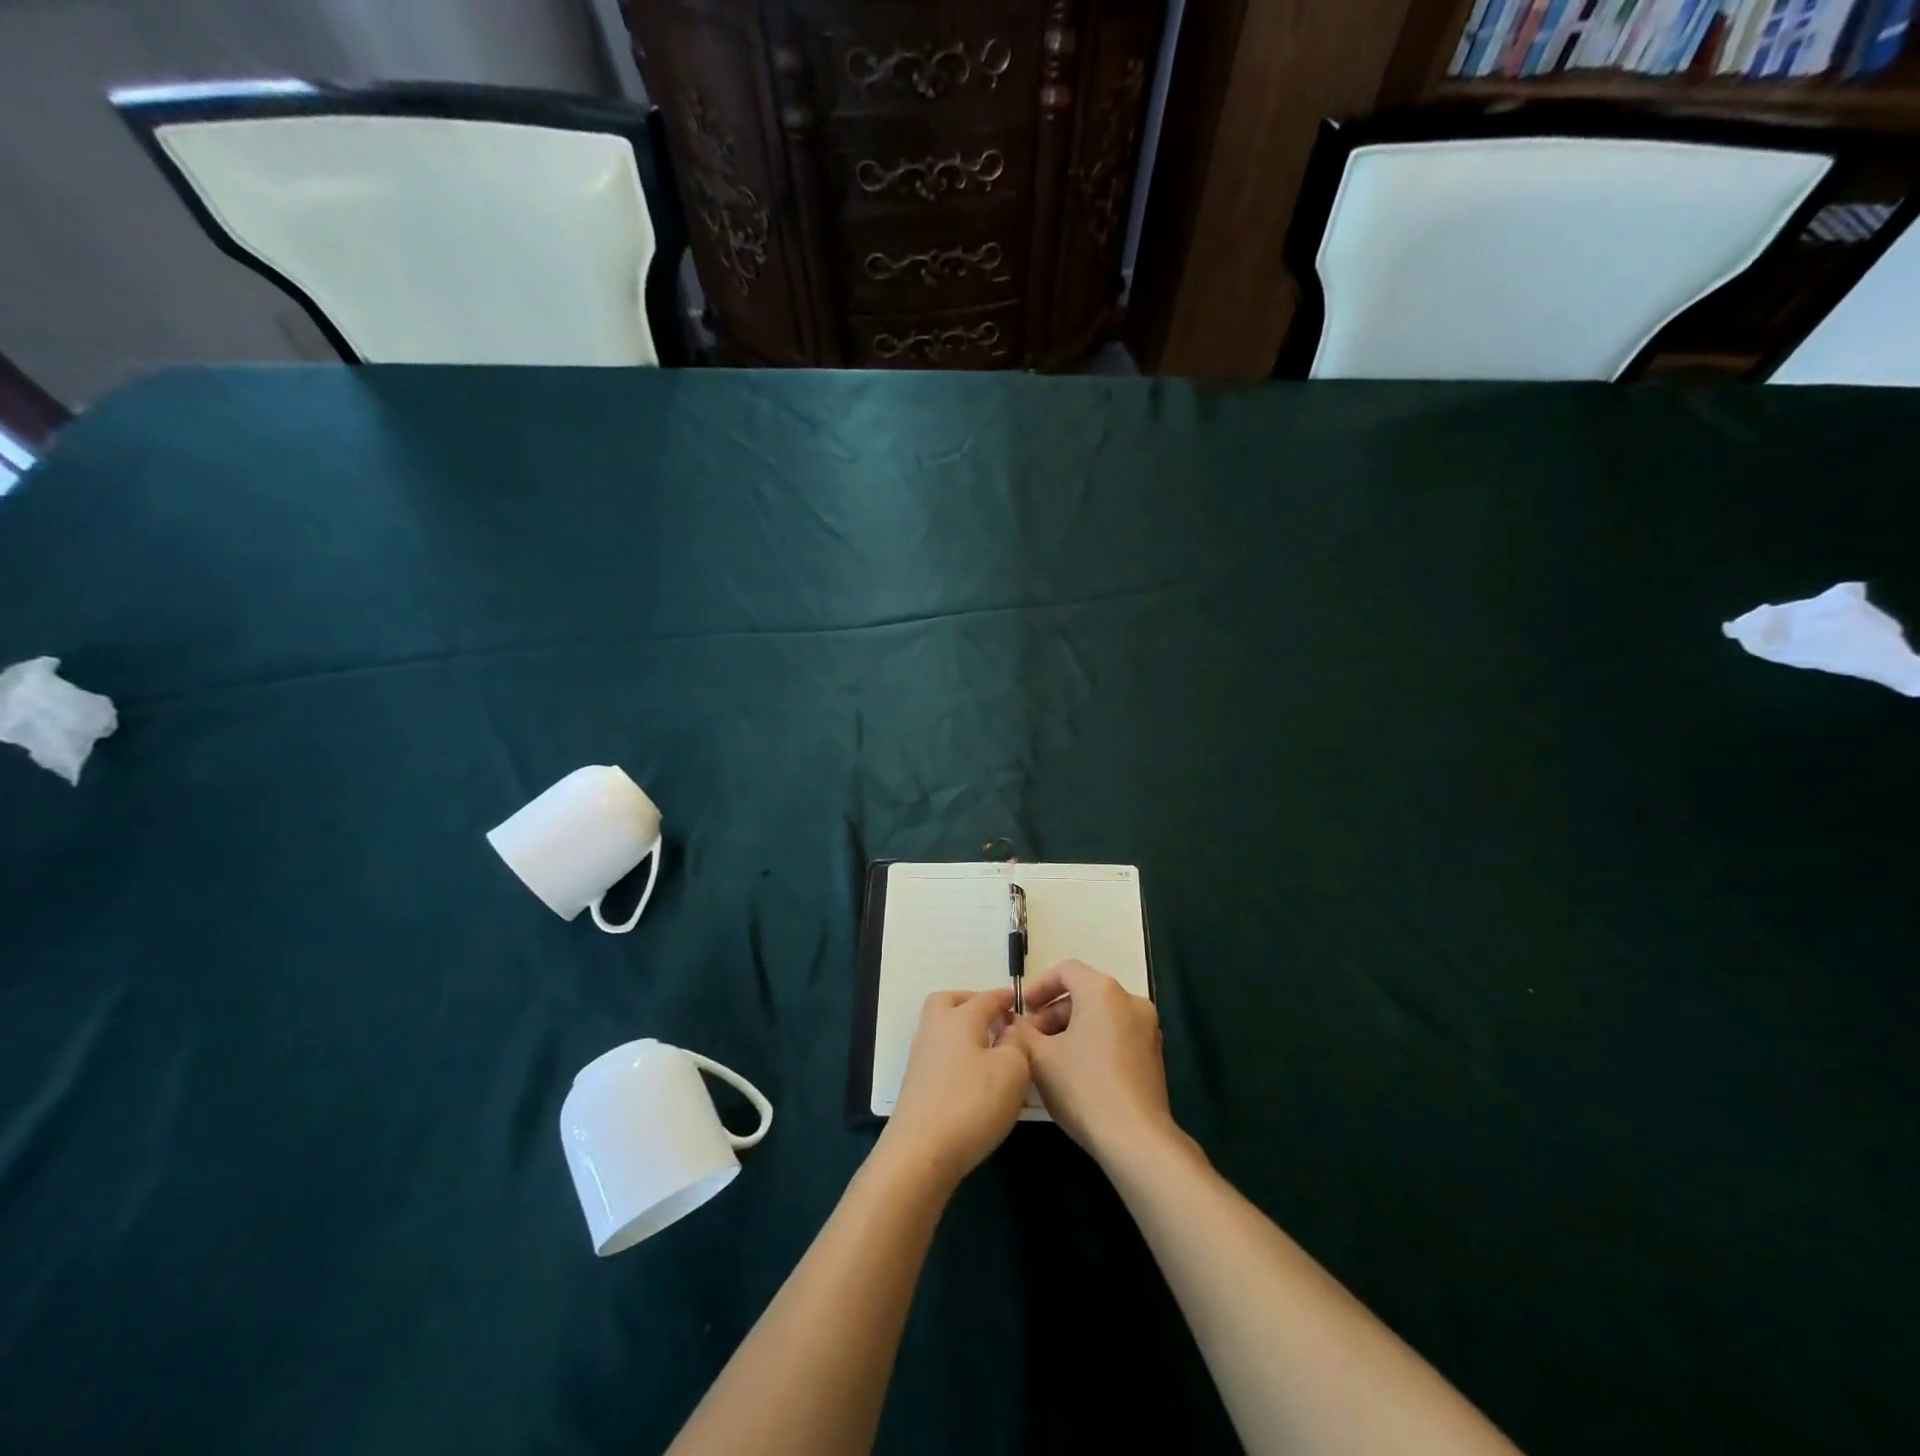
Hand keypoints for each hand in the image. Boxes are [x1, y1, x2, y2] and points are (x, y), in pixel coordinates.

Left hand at [880, 989, 1032, 1187]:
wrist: (920, 1152)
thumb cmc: (971, 1103)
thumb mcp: (1012, 1070)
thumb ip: (1017, 1043)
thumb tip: (1011, 1030)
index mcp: (960, 1018)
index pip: (986, 998)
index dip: (1005, 998)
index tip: (1019, 1000)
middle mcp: (935, 1029)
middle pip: (949, 1002)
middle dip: (972, 1004)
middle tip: (996, 1020)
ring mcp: (921, 1057)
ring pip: (941, 1028)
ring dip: (963, 1031)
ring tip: (989, 1050)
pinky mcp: (916, 1084)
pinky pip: (939, 1054)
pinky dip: (956, 1054)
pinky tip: (973, 1077)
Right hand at [1004, 959, 1178, 1164]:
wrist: (1135, 1138)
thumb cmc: (1083, 1088)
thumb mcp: (1040, 1058)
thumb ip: (1021, 1033)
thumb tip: (1014, 1024)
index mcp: (1103, 991)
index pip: (1066, 970)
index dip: (1039, 986)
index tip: (1022, 1010)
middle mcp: (1130, 1000)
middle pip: (1084, 993)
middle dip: (1053, 1013)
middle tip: (1031, 1039)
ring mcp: (1147, 1027)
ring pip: (1100, 1015)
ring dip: (1072, 1028)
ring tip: (1049, 1058)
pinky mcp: (1153, 1054)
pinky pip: (1116, 1034)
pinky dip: (1093, 1041)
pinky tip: (1076, 1071)